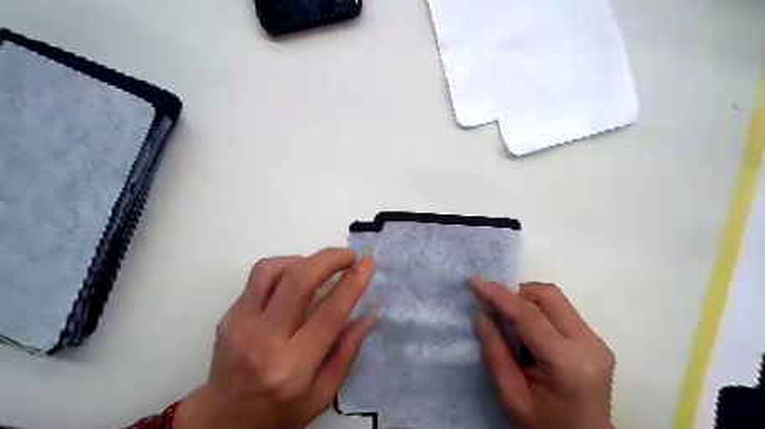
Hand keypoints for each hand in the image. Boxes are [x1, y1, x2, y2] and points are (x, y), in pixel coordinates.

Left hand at [173, 248, 376, 428]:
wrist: (222, 421)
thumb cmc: (279, 411)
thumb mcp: (322, 395)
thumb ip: (347, 353)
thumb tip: (368, 316)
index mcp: (293, 366)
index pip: (330, 313)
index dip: (353, 283)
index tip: (367, 263)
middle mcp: (265, 340)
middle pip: (299, 281)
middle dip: (330, 259)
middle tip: (349, 256)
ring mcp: (241, 324)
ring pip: (273, 269)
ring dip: (303, 260)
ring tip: (320, 268)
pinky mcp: (229, 315)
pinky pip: (258, 276)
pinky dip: (284, 268)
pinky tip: (295, 279)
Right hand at [469, 279, 617, 428]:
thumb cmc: (544, 426)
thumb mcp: (511, 396)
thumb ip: (495, 353)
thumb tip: (482, 314)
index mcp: (568, 363)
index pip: (529, 315)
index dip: (499, 295)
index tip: (474, 282)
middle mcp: (589, 345)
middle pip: (548, 296)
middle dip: (516, 294)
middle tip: (494, 308)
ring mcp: (596, 341)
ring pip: (555, 299)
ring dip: (526, 301)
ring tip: (509, 323)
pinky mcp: (595, 341)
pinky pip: (561, 311)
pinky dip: (538, 311)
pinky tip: (527, 332)